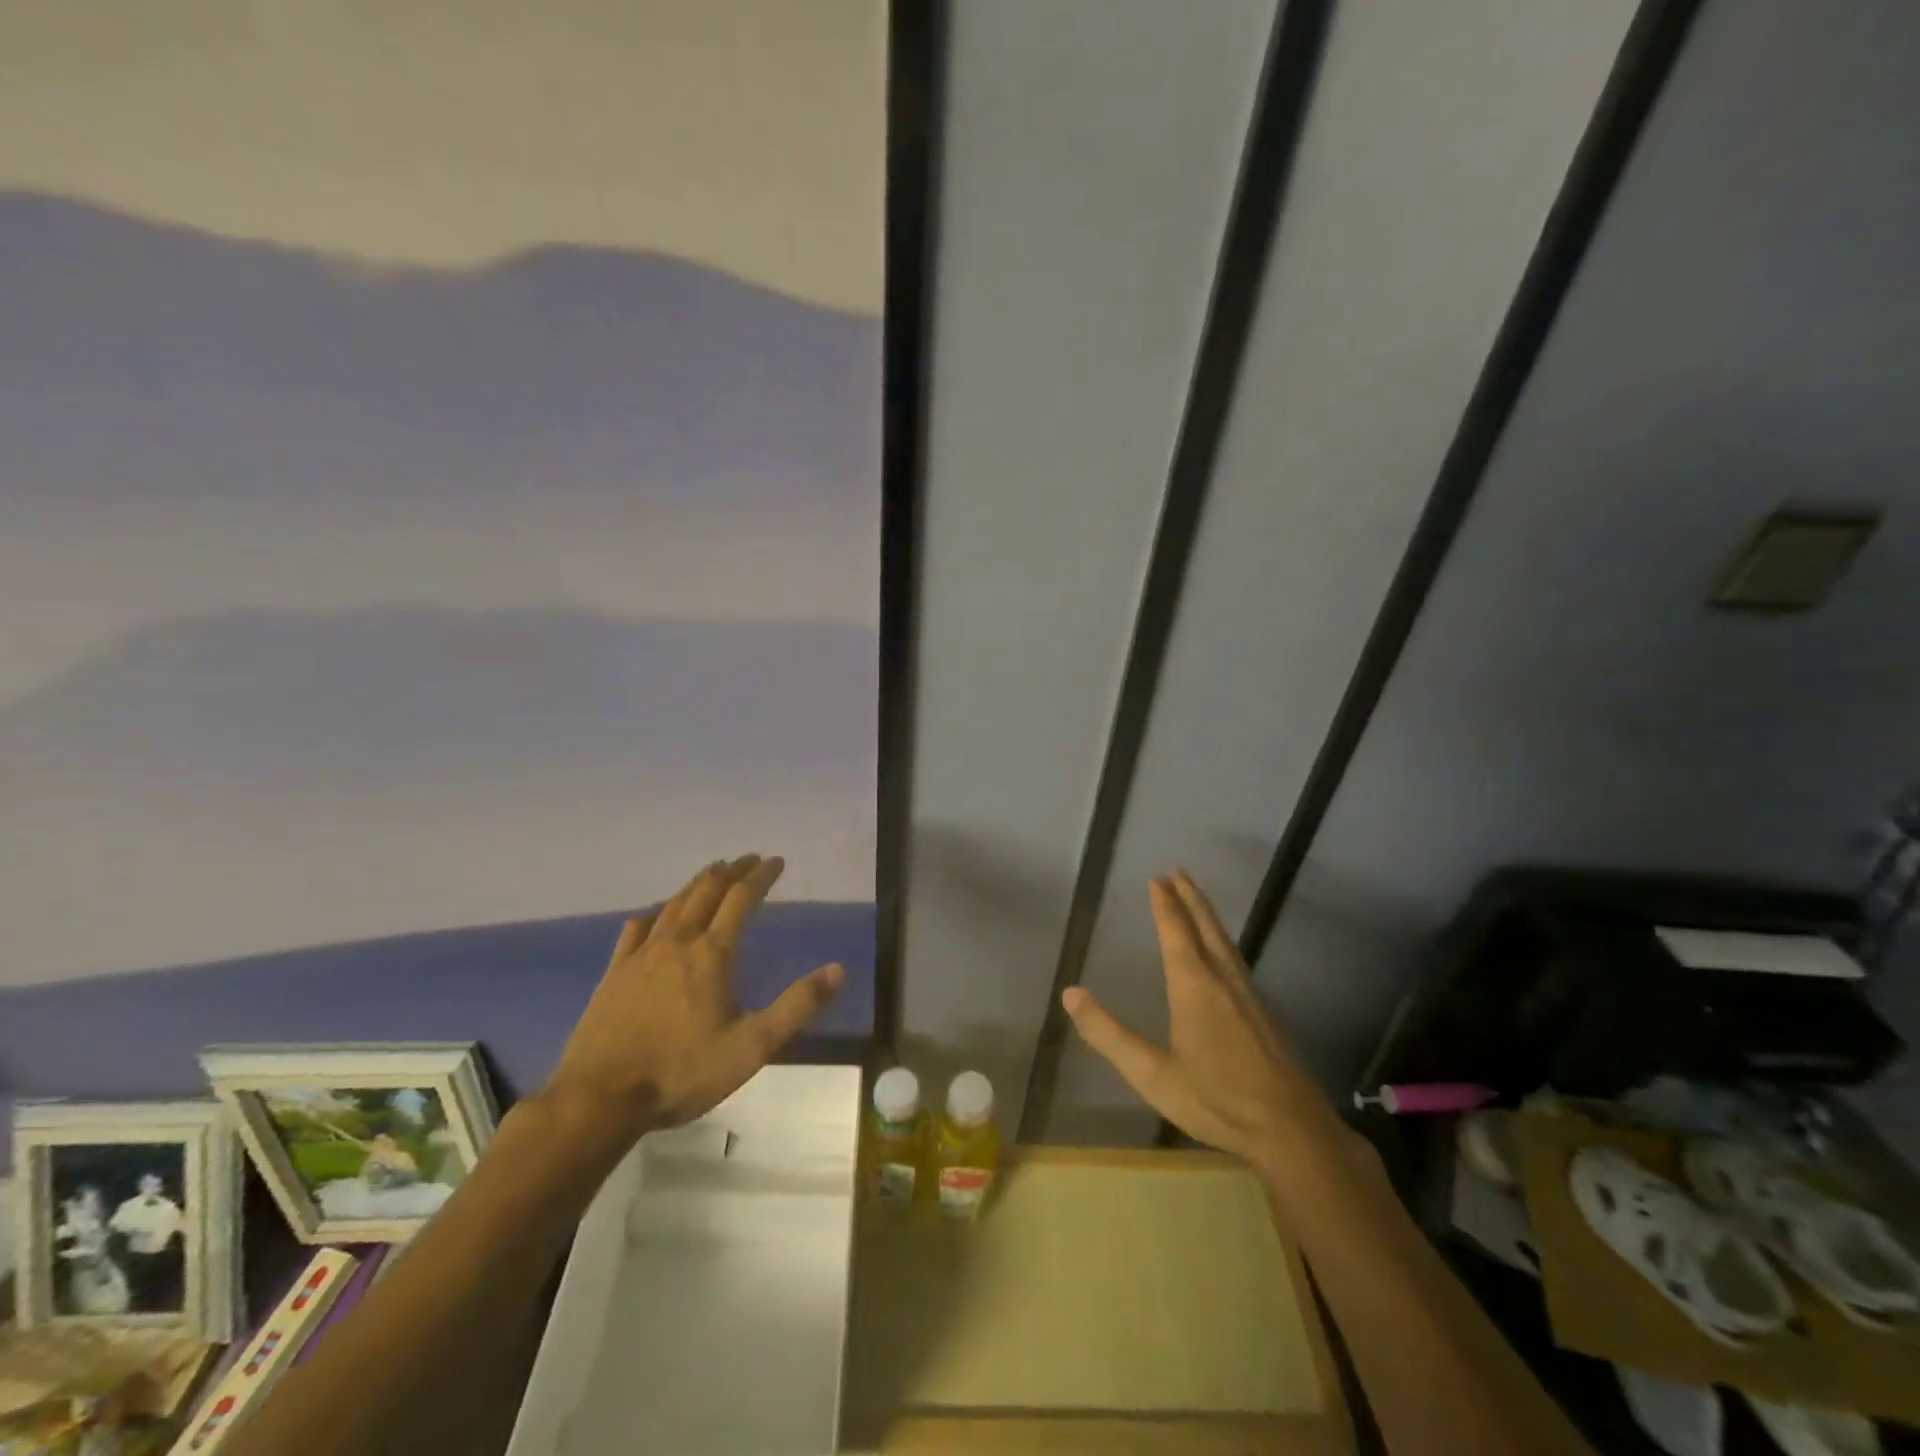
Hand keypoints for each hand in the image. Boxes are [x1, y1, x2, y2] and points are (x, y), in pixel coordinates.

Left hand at [541, 854, 843, 1153]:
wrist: (599, 1099)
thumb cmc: (681, 1072)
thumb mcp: (752, 1047)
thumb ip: (797, 1007)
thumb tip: (838, 970)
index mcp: (713, 954)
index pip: (741, 899)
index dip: (760, 876)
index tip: (776, 861)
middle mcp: (678, 942)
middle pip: (707, 892)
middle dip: (731, 871)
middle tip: (748, 859)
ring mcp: (641, 956)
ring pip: (673, 904)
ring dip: (697, 883)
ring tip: (712, 873)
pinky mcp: (614, 974)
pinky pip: (636, 929)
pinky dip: (655, 912)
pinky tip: (656, 914)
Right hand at [1062, 872, 1338, 1168]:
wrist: (1292, 1129)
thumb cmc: (1217, 1099)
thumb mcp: (1152, 1073)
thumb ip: (1109, 1034)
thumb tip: (1070, 994)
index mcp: (1194, 986)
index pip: (1176, 932)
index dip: (1164, 904)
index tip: (1156, 878)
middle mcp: (1223, 980)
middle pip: (1206, 926)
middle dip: (1190, 897)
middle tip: (1177, 871)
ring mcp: (1249, 994)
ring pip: (1226, 941)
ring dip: (1207, 915)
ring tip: (1196, 900)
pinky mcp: (1265, 1012)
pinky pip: (1238, 959)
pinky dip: (1222, 940)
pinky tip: (1223, 954)